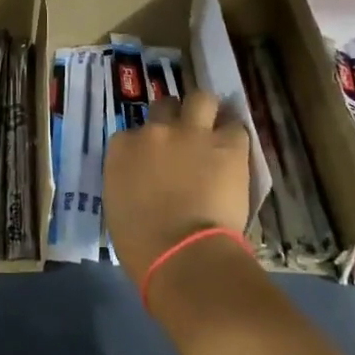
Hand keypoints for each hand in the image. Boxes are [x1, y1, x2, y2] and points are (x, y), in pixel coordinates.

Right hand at [103, 89, 250, 280]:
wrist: (184, 255)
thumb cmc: (142, 245)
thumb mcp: (118, 206)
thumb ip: (127, 181)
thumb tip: (142, 181)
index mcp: (123, 148)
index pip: (132, 132)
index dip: (146, 144)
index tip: (154, 159)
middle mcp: (155, 130)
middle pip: (165, 106)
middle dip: (174, 118)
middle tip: (184, 139)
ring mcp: (191, 133)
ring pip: (202, 99)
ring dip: (207, 112)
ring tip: (214, 130)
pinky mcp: (227, 145)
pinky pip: (236, 127)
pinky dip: (235, 139)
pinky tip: (236, 153)